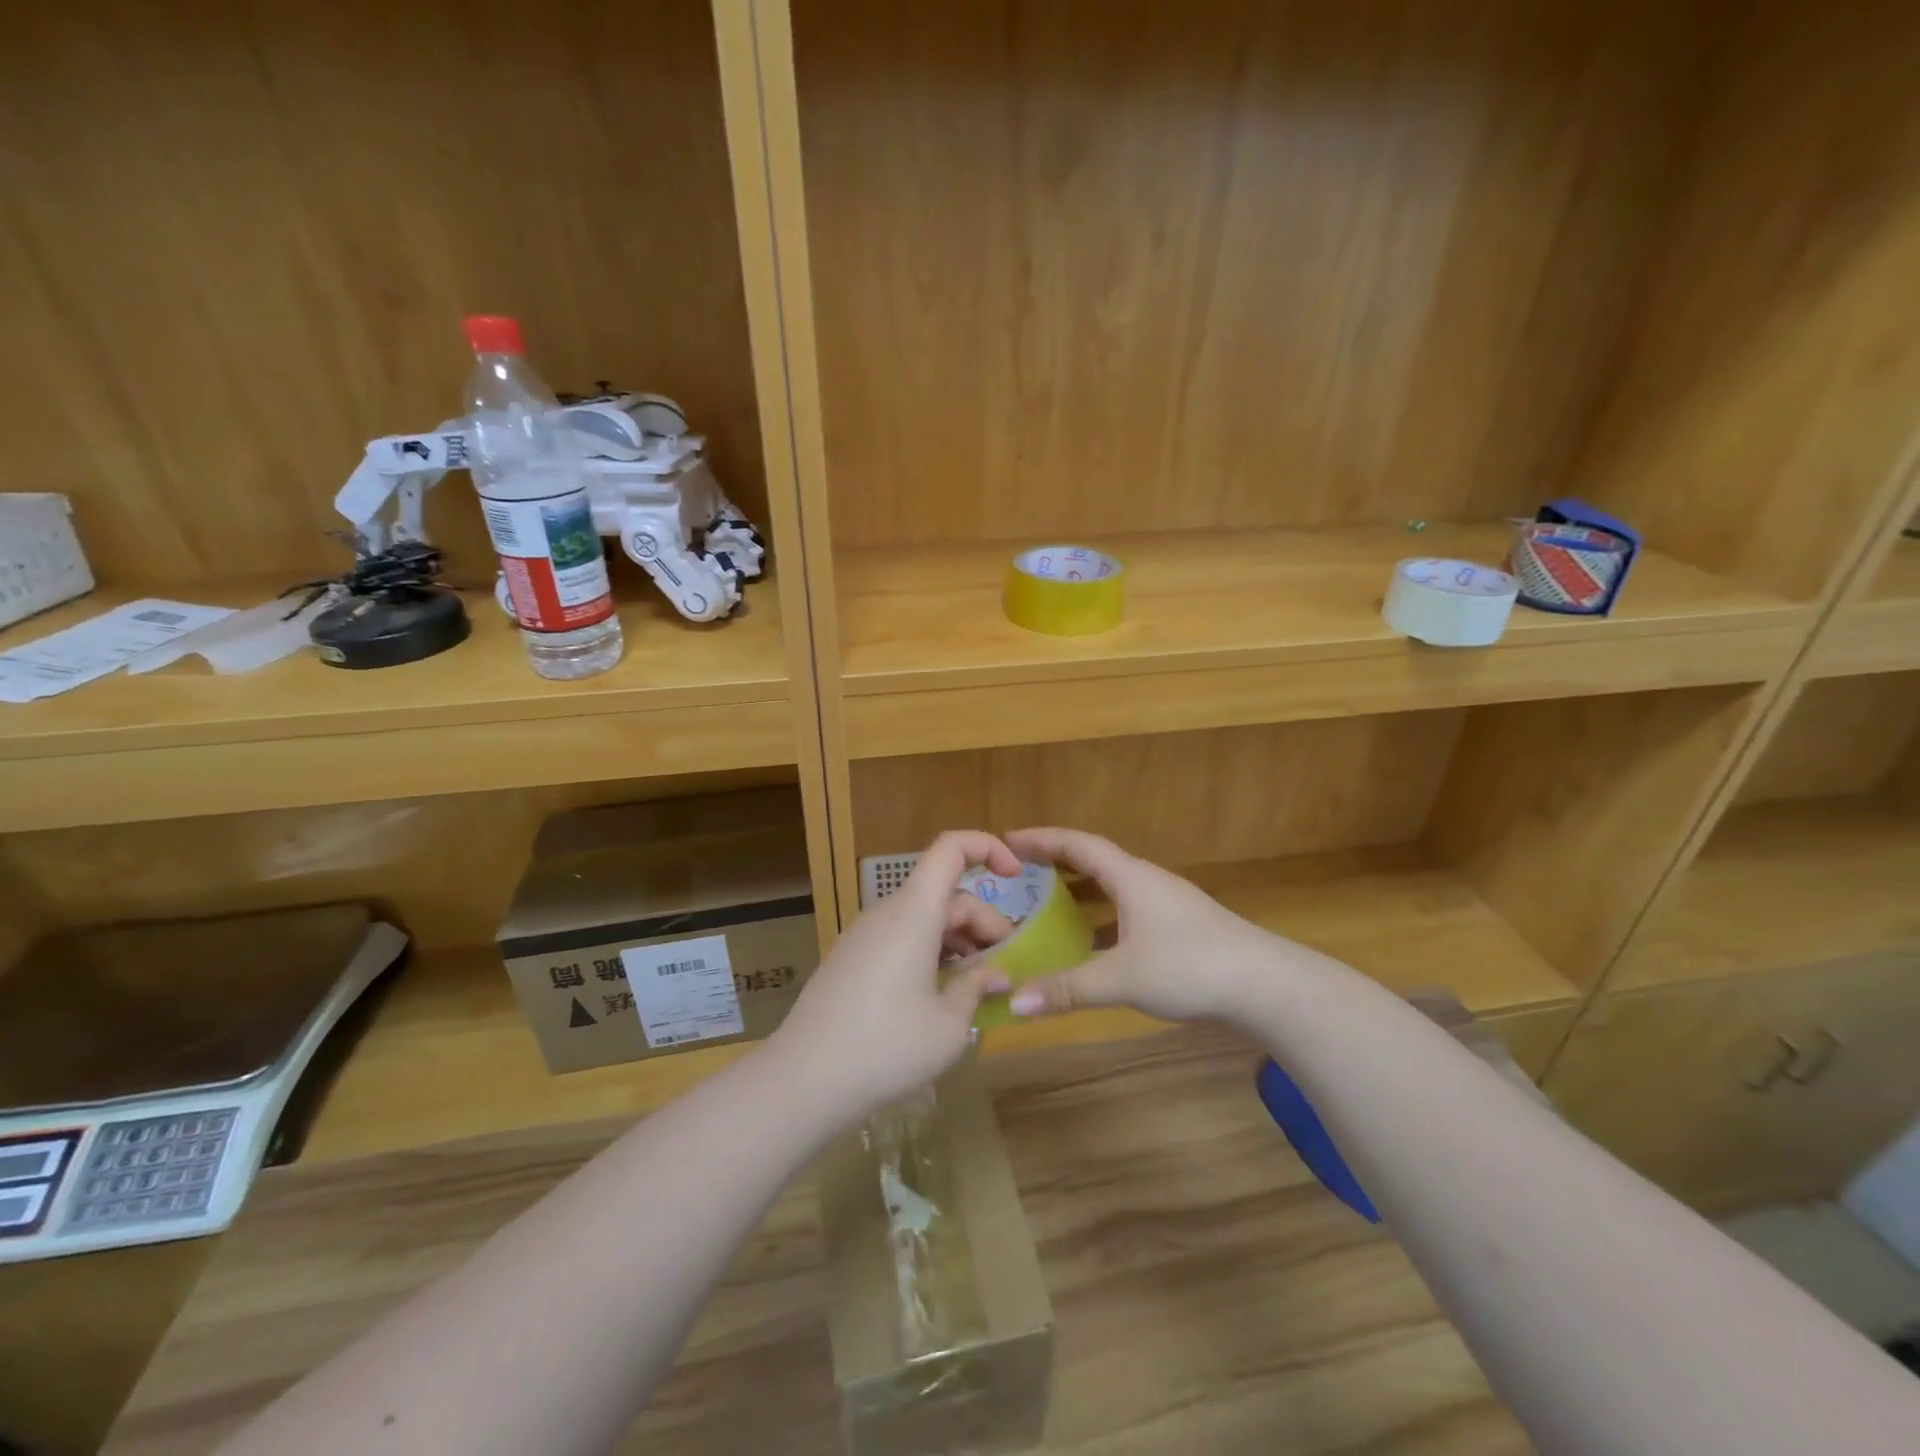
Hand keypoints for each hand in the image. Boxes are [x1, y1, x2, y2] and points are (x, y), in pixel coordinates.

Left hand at [770, 831, 1020, 1118]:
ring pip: (924, 917)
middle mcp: (887, 912)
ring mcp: (864, 935)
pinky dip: (931, 951)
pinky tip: (939, 995)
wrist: (801, 1082)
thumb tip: (998, 974)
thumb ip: (978, 988)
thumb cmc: (885, 1049)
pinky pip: (901, 937)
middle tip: (1005, 969)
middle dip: (983, 922)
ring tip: (977, 985)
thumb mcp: (948, 1026)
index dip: (988, 847)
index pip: (951, 848)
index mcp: (913, 913)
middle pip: (945, 893)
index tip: (1018, 876)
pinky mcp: (851, 958)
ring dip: (958, 940)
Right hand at [1001, 827, 1290, 1025]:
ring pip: (1112, 890)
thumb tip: (1015, 1003)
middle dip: (1055, 864)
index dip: (1042, 839)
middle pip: (1093, 862)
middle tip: (1018, 873)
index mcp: (1131, 878)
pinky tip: (1090, 948)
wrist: (1267, 986)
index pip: (1078, 845)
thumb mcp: (1123, 977)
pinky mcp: (1179, 930)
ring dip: (1079, 894)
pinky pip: (1126, 914)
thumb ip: (1068, 989)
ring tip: (1044, 908)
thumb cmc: (1192, 966)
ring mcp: (1166, 906)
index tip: (1007, 839)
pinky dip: (1101, 922)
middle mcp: (1146, 882)